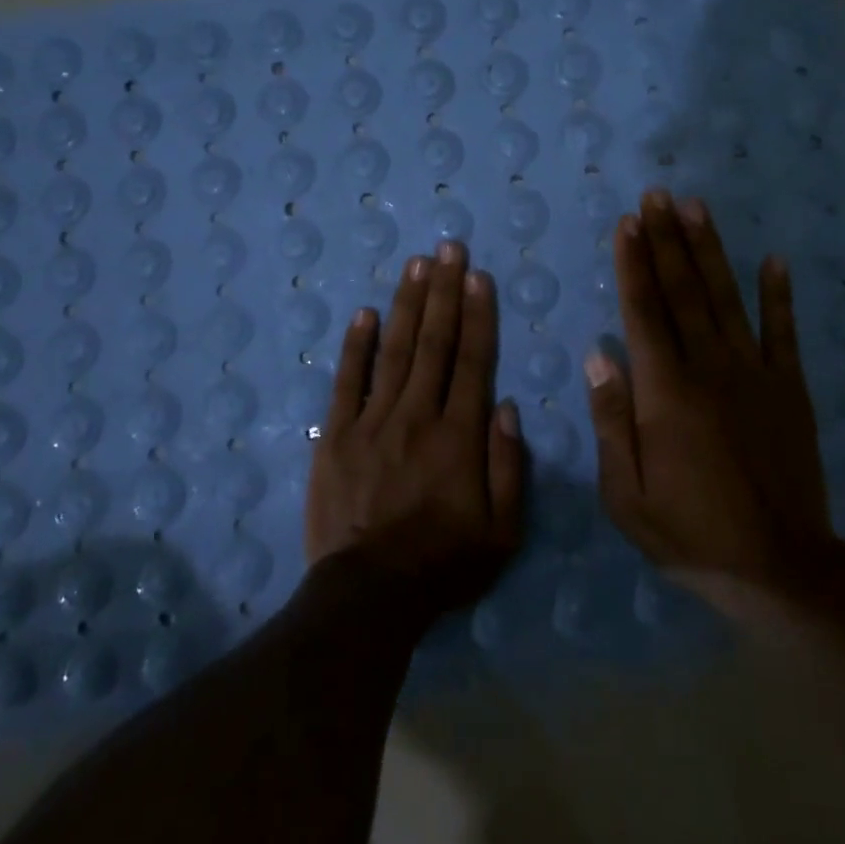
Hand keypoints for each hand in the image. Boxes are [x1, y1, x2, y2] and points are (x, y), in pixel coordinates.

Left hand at [307, 241, 524, 616]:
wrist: (368, 595)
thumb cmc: (443, 564)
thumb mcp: (502, 532)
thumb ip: (509, 466)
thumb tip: (505, 405)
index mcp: (459, 436)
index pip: (472, 361)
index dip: (477, 315)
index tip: (479, 276)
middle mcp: (417, 416)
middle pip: (433, 343)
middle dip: (444, 292)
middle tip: (448, 248)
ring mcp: (371, 422)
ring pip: (394, 351)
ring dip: (407, 304)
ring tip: (416, 265)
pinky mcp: (335, 436)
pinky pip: (347, 381)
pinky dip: (356, 346)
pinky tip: (365, 313)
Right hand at [588, 190, 844, 607]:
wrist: (779, 567)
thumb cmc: (690, 532)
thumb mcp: (626, 494)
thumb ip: (612, 421)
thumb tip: (599, 356)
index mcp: (665, 393)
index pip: (643, 313)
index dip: (633, 264)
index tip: (627, 224)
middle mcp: (710, 369)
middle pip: (683, 292)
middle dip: (667, 241)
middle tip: (656, 196)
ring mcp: (755, 375)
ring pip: (727, 300)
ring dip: (710, 251)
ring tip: (696, 208)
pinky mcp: (790, 390)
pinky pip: (784, 333)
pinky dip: (779, 295)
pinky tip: (774, 260)